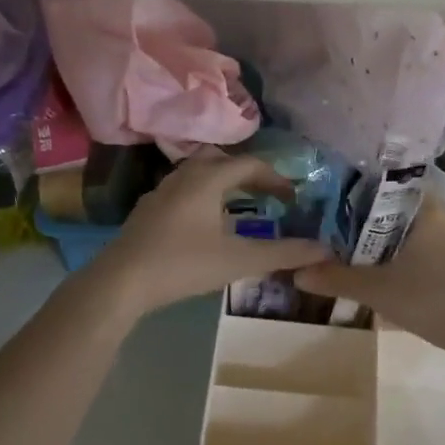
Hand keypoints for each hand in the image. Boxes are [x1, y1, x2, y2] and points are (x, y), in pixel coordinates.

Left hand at [91, 150, 330, 316]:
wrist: (120, 282)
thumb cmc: (183, 264)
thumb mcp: (238, 260)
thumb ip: (282, 253)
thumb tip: (324, 249)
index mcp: (208, 178)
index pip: (249, 165)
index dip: (275, 178)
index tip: (292, 197)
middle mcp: (184, 175)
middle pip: (222, 161)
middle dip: (248, 175)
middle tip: (267, 195)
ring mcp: (161, 191)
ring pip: (199, 175)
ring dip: (223, 185)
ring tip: (239, 209)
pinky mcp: (147, 210)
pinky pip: (183, 191)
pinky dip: (203, 197)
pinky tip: (204, 226)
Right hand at [294, 199, 444, 357]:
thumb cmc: (431, 299)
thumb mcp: (377, 290)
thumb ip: (336, 279)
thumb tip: (297, 272)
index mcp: (427, 210)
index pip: (390, 186)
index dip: (363, 195)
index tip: (340, 207)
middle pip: (402, 211)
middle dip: (375, 224)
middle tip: (346, 238)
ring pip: (420, 233)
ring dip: (396, 244)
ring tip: (368, 260)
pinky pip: (435, 252)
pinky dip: (416, 260)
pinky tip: (402, 280)